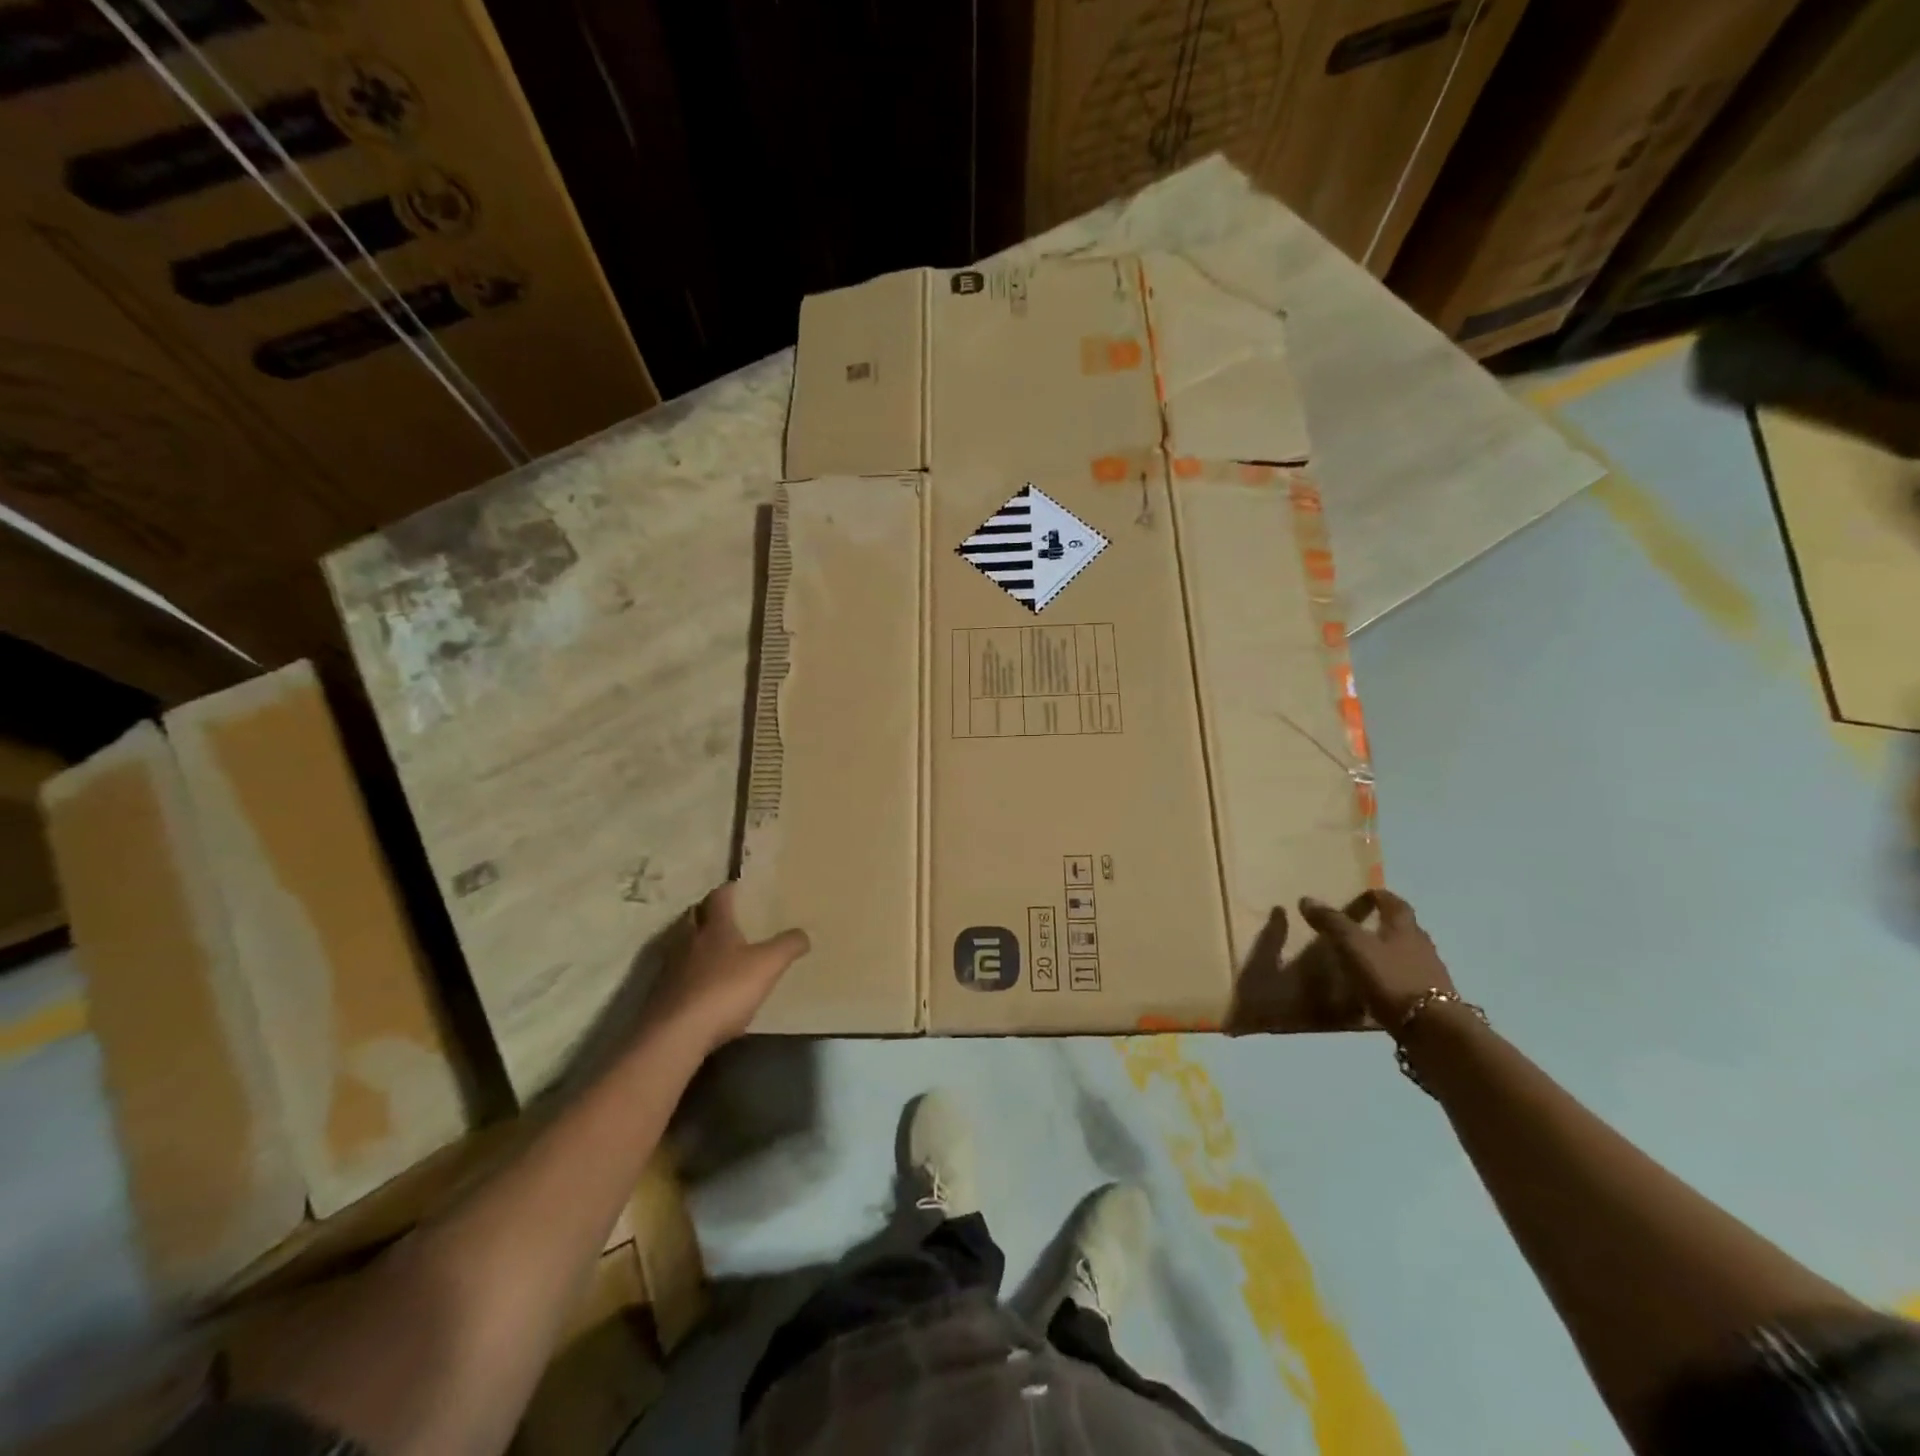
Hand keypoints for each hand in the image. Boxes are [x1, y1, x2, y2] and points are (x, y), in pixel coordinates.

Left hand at [645, 883, 809, 1052]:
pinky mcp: (661, 995)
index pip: (719, 897)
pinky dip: (688, 972)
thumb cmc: (724, 990)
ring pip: (681, 944)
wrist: (675, 1035)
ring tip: (714, 950)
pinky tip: (701, 985)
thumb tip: (804, 933)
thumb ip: (787, 946)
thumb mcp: (767, 966)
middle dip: (707, 912)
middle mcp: (688, 940)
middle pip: (694, 916)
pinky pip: (676, 973)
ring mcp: (670, 968)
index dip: (729, 890)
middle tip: (725, 916)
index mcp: (715, 927)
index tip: (739, 887)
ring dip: (694, 942)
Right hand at [1298, 889, 1454, 1029]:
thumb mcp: (1353, 946)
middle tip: (1365, 925)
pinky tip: (1380, 988)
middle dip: (1387, 924)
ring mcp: (1430, 974)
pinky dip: (1395, 978)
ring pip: (1409, 955)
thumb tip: (1306, 899)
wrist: (1433, 1028)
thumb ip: (1332, 923)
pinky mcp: (1432, 1001)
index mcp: (1404, 928)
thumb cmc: (1390, 977)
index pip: (1395, 904)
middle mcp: (1421, 946)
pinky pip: (1409, 980)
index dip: (1381, 897)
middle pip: (1406, 928)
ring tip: (1368, 958)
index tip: (1369, 893)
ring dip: (1392, 952)